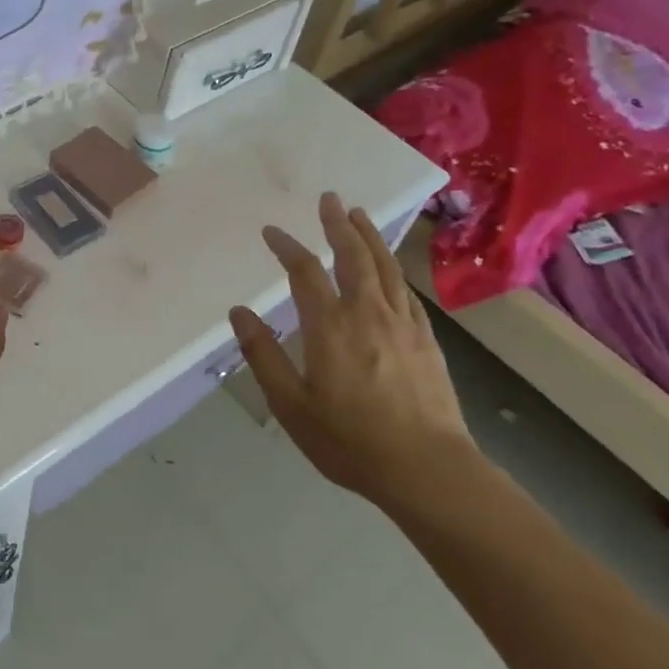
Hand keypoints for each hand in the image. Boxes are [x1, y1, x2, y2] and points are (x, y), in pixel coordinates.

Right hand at [229, 193, 479, 517]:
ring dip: (369, 237)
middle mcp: (368, 313)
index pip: (304, 272)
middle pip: (353, 256)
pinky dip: (394, 269)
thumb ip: (263, 354)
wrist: (428, 470)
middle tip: (330, 199)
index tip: (272, 232)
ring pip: (385, 267)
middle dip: (338, 225)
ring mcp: (403, 324)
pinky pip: (407, 291)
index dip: (286, 247)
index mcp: (330, 325)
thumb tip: (239, 312)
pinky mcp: (427, 340)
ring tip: (359, 215)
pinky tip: (391, 269)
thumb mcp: (290, 404)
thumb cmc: (350, 440)